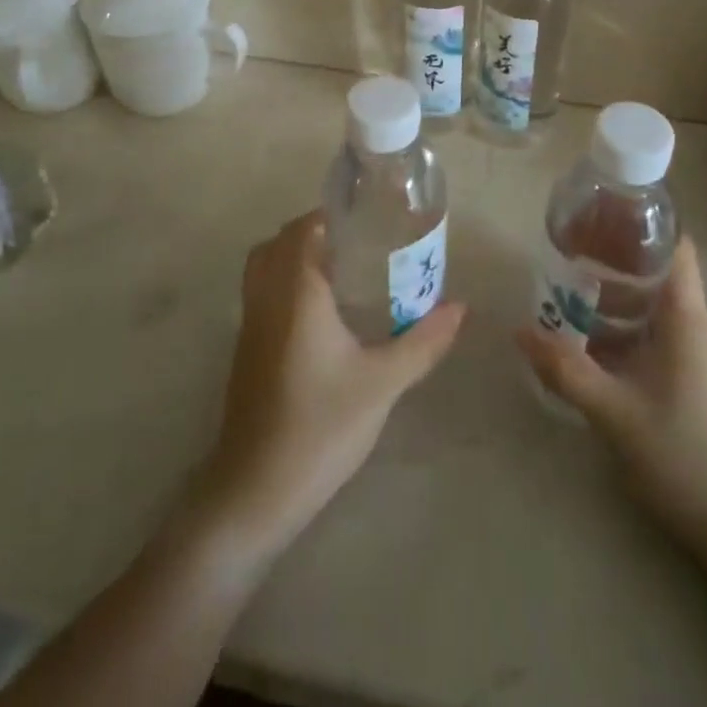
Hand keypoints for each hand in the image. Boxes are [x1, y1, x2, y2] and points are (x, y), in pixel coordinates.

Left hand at [192, 211, 464, 562]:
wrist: (255, 491)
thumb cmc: (320, 426)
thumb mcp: (382, 383)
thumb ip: (422, 341)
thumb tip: (460, 308)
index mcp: (296, 292)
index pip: (303, 229)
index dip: (329, 216)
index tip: (365, 218)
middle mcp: (266, 298)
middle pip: (279, 243)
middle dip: (313, 233)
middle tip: (357, 243)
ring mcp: (249, 325)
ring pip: (264, 268)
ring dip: (294, 258)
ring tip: (342, 272)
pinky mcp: (245, 351)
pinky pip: (261, 294)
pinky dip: (284, 284)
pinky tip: (321, 315)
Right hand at [519, 237, 706, 540]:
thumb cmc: (683, 456)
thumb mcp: (614, 412)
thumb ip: (565, 369)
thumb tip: (520, 332)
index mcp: (688, 319)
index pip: (675, 248)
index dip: (641, 226)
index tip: (600, 218)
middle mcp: (702, 329)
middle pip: (659, 278)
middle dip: (614, 267)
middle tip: (567, 264)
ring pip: (659, 313)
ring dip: (618, 307)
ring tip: (572, 308)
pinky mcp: (705, 385)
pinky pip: (664, 341)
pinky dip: (632, 335)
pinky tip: (600, 355)